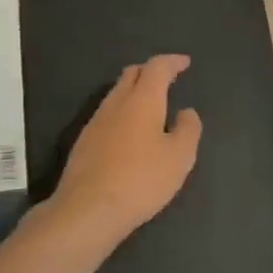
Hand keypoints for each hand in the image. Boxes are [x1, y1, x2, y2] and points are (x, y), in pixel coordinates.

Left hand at [51, 55, 200, 244]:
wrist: (87, 210)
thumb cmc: (141, 180)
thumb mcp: (179, 157)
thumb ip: (188, 129)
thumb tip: (186, 112)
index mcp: (143, 99)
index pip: (157, 67)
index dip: (172, 62)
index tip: (184, 62)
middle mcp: (116, 102)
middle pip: (132, 74)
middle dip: (150, 71)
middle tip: (167, 79)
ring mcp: (96, 121)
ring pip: (117, 93)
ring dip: (134, 91)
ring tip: (150, 106)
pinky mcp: (84, 141)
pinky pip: (107, 114)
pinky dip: (123, 112)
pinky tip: (129, 132)